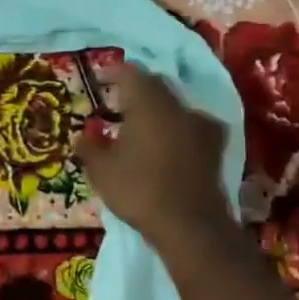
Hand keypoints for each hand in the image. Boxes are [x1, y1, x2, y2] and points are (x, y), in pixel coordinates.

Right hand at [75, 65, 242, 253]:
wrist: (190, 226)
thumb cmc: (139, 189)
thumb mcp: (101, 170)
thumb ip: (89, 147)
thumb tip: (82, 137)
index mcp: (148, 102)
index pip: (130, 72)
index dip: (112, 73)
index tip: (99, 80)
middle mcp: (178, 106)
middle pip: (155, 85)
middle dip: (135, 90)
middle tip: (116, 104)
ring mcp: (202, 126)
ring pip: (175, 106)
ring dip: (157, 111)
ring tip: (139, 127)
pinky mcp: (215, 148)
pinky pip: (189, 127)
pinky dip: (174, 130)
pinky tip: (164, 146)